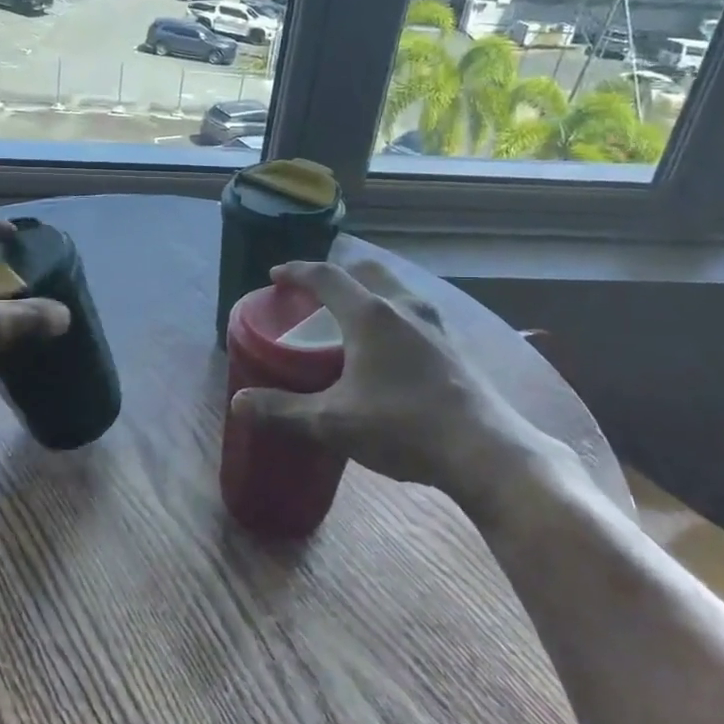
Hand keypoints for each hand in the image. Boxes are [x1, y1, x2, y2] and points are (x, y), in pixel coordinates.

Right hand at [229, 260, 579, 524]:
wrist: (486, 451)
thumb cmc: (403, 427)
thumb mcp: (333, 423)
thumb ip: (283, 411)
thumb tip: (238, 403)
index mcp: (370, 315)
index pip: (327, 276)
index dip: (297, 271)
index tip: (276, 275)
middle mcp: (404, 307)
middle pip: (366, 271)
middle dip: (337, 273)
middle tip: (315, 292)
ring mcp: (435, 324)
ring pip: (395, 288)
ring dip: (368, 290)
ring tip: (351, 314)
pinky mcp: (454, 345)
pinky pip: (413, 310)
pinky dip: (391, 311)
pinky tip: (390, 345)